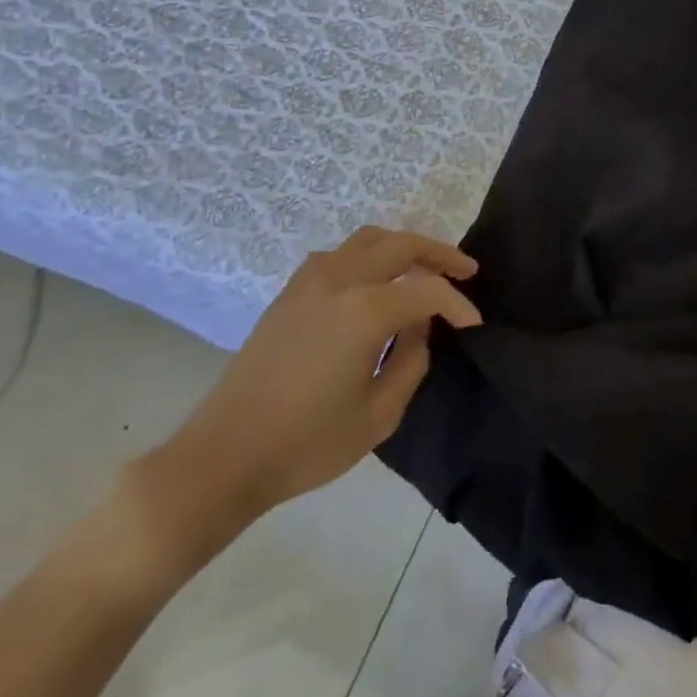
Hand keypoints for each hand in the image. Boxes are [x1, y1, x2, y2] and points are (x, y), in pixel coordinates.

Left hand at [133, 227, 480, 567]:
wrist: (223, 457)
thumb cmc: (306, 444)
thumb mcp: (378, 415)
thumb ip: (411, 362)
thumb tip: (419, 328)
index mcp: (365, 311)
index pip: (427, 292)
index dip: (457, 304)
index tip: (473, 324)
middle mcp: (340, 281)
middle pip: (401, 245)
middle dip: (439, 254)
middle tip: (464, 271)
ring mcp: (309, 282)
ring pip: (368, 239)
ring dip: (402, 247)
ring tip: (423, 269)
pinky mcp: (289, 293)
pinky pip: (339, 255)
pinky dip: (368, 256)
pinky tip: (374, 283)